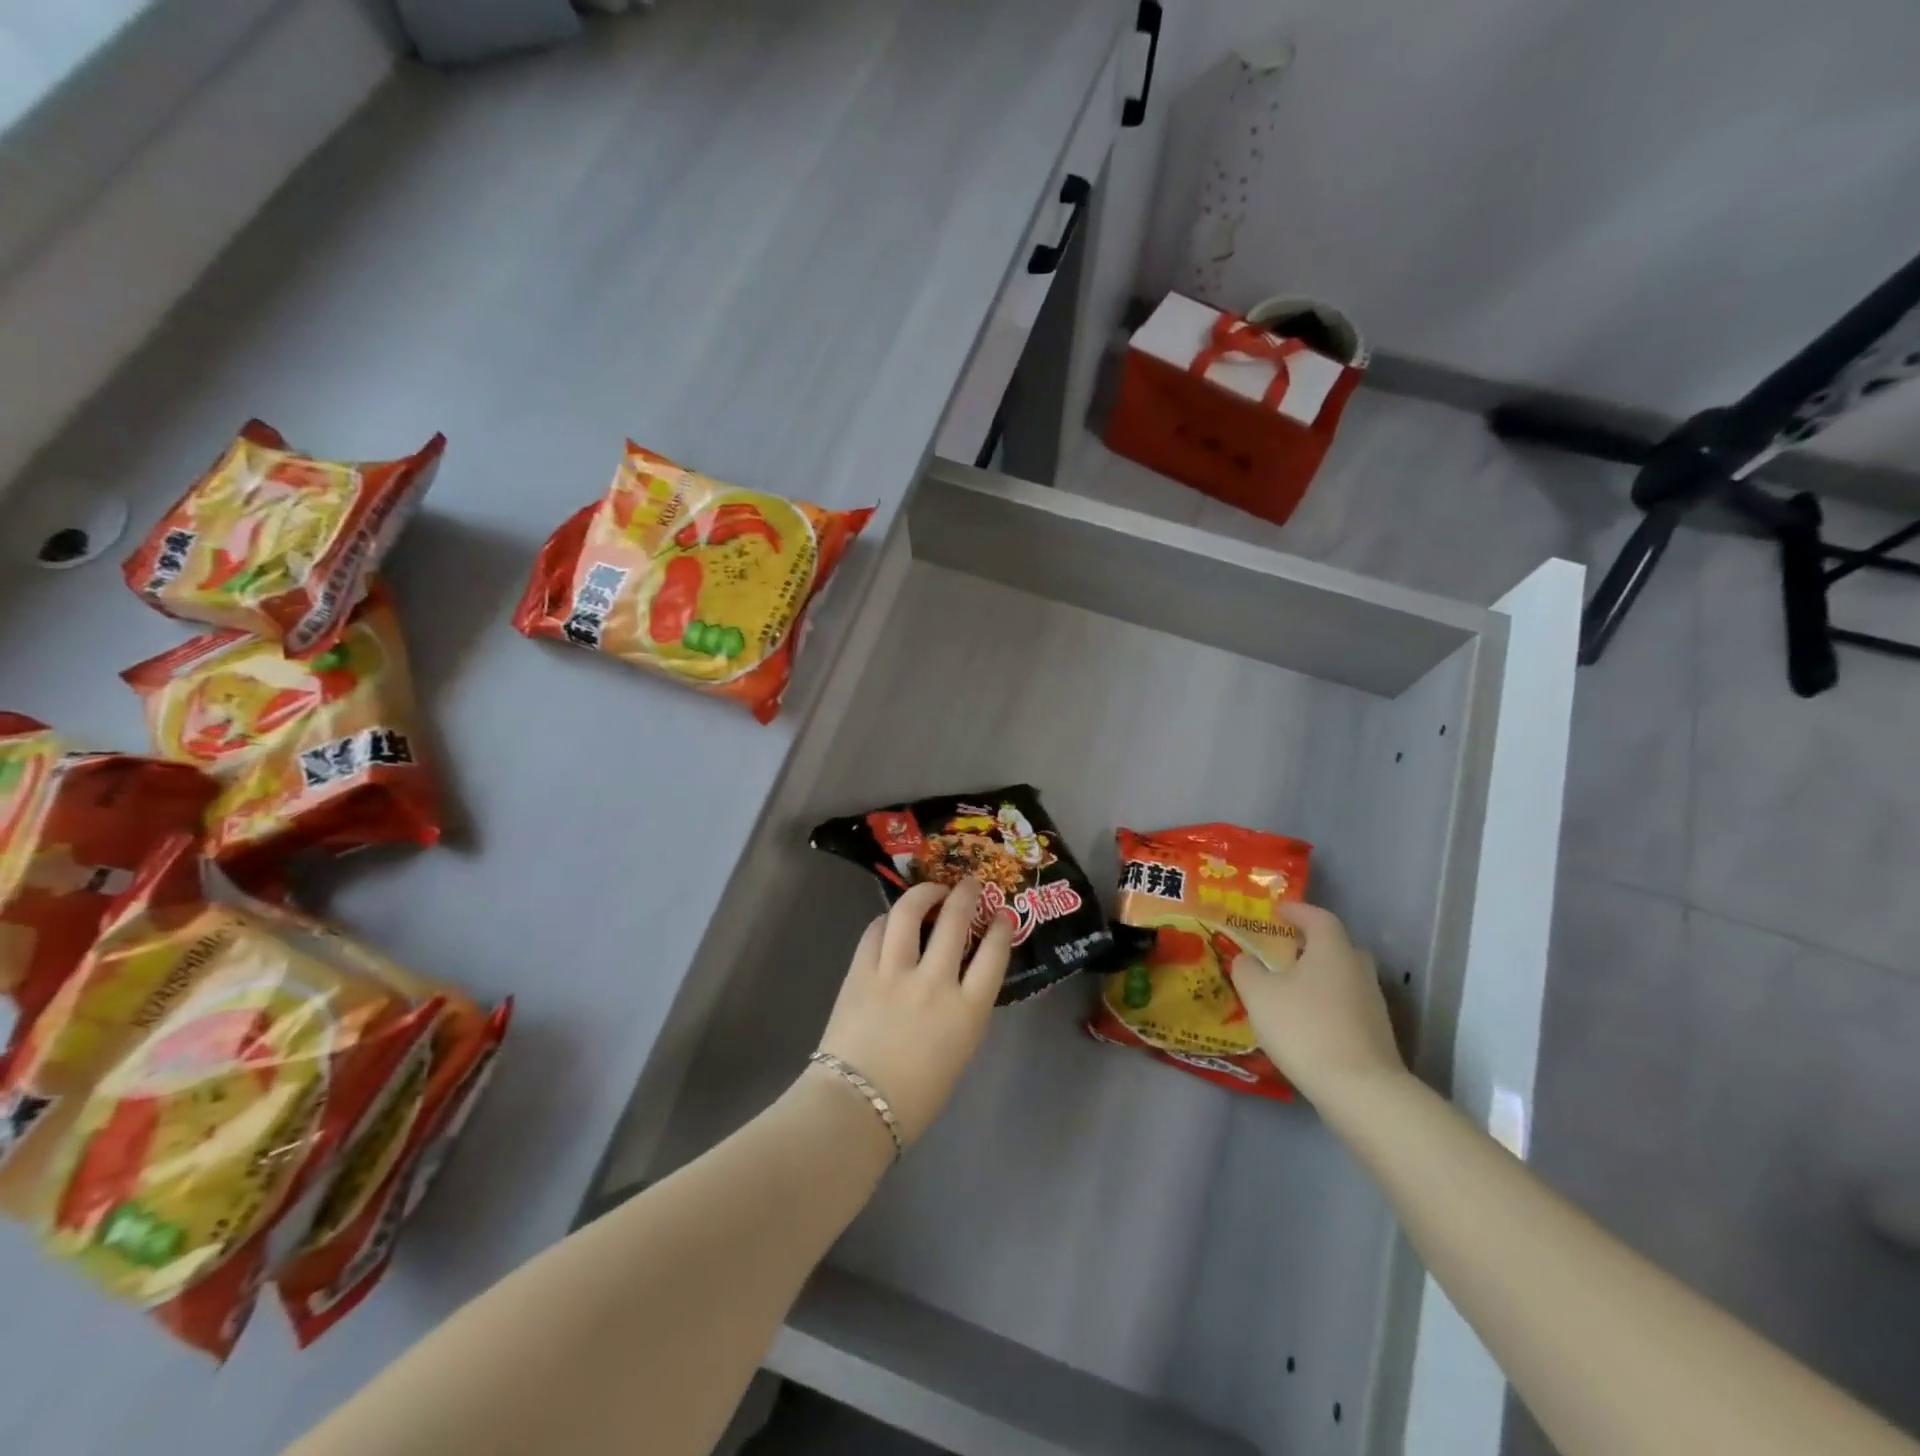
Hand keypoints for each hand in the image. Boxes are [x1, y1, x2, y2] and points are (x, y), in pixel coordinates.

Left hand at [815, 877, 1011, 1144]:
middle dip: (967, 894)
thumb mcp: (959, 1051)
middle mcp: (935, 982)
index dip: (1001, 927)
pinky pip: (875, 931)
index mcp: (967, 1011)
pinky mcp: (861, 971)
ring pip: (911, 913)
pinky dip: (887, 920)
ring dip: (924, 893)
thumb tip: (956, 979)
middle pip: (956, 920)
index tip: (1003, 913)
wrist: (856, 1109)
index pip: (993, 953)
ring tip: (931, 889)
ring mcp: (895, 973)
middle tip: (970, 884)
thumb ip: (963, 1011)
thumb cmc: (915, 1097)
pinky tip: (892, 920)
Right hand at [1229, 900, 1403, 1104]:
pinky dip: (1325, 1004)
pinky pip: (1345, 1005)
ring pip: (1341, 977)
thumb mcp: (1259, 994)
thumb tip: (1246, 959)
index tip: (1277, 912)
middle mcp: (1358, 969)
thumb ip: (1247, 970)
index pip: (1318, 917)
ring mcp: (1372, 1003)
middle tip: (1283, 950)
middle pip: (1335, 946)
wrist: (1360, 1090)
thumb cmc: (1304, 1027)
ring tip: (1288, 989)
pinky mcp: (1376, 1033)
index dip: (1297, 911)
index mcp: (1332, 949)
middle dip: (1309, 945)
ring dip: (1317, 977)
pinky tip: (1305, 1022)